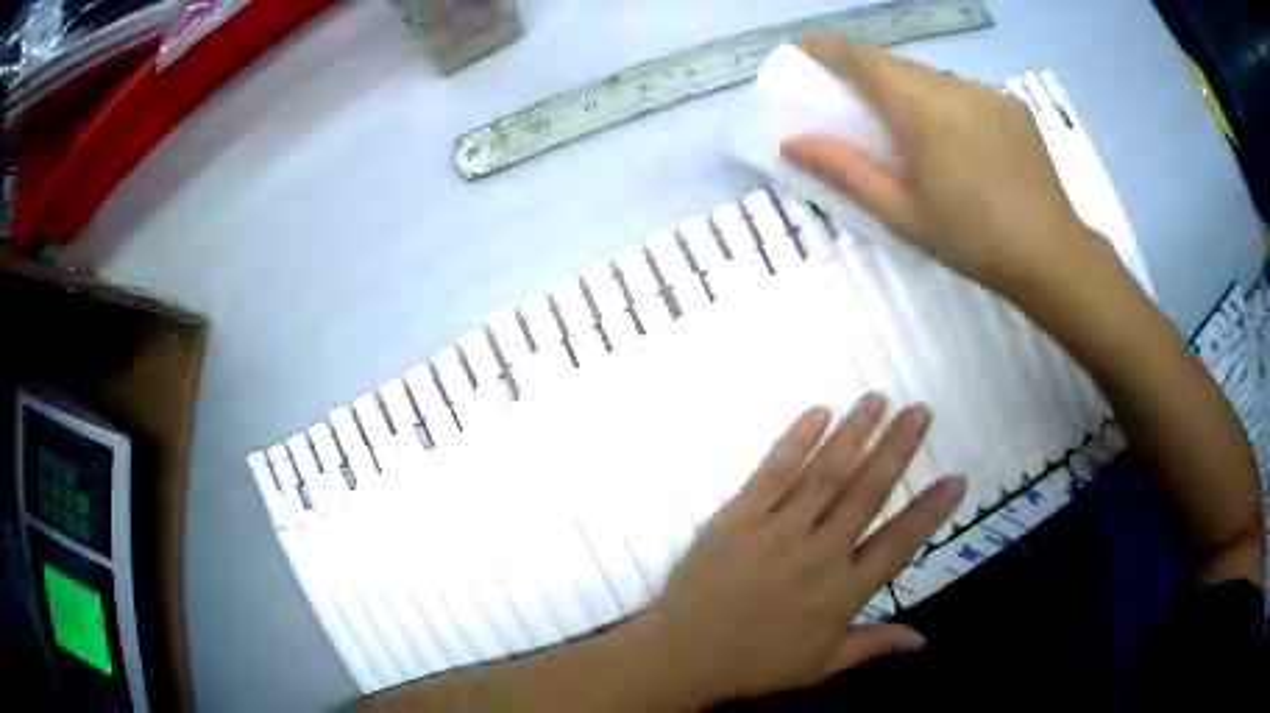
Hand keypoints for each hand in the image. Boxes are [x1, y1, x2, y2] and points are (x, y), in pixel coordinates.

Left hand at [642, 395, 964, 703]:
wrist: (684, 655)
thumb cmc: (756, 665)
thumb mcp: (823, 665)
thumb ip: (876, 645)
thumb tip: (925, 641)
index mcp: (843, 591)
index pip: (899, 542)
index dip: (931, 511)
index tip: (957, 479)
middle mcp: (819, 553)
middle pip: (867, 492)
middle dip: (898, 448)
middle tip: (920, 411)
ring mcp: (777, 530)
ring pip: (826, 473)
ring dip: (855, 432)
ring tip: (878, 399)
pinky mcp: (739, 516)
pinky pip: (773, 472)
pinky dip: (797, 440)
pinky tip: (818, 413)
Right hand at [781, 38, 1109, 298]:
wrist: (1052, 256)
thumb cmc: (973, 240)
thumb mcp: (902, 214)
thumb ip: (846, 171)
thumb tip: (793, 143)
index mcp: (923, 109)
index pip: (864, 58)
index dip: (830, 50)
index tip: (807, 54)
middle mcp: (955, 86)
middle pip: (897, 63)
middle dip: (866, 71)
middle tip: (851, 98)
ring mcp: (989, 92)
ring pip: (932, 76)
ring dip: (908, 88)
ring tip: (908, 127)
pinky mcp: (1012, 105)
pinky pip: (964, 91)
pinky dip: (944, 101)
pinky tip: (954, 139)